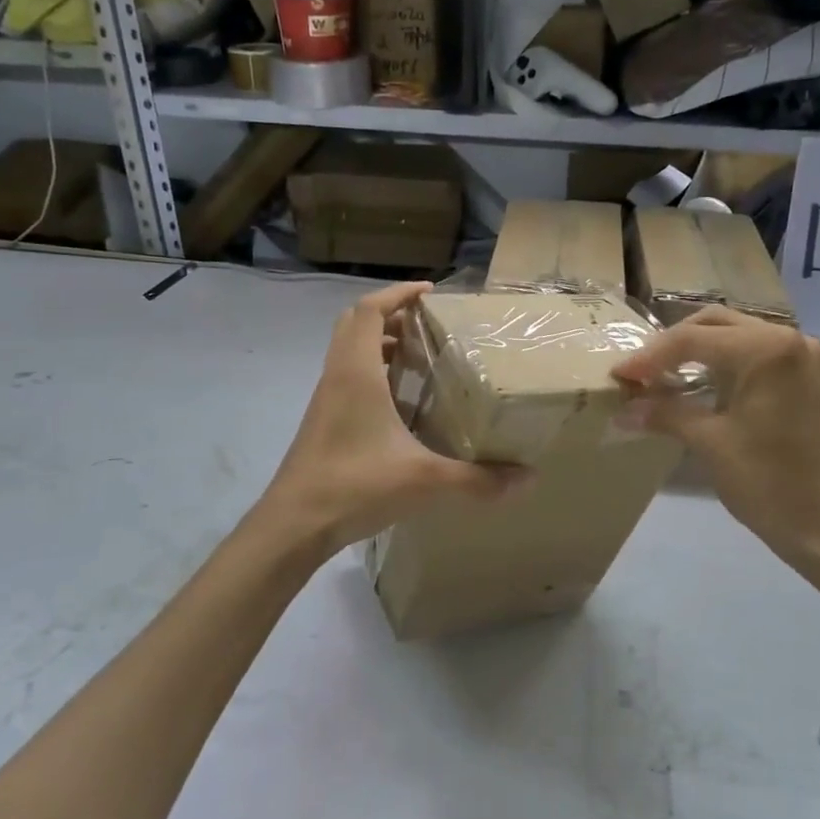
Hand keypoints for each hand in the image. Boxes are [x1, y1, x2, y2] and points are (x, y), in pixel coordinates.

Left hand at [259, 282, 527, 558]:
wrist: (293, 525)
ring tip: (422, 359)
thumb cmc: (355, 486)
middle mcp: (338, 376)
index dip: (399, 293)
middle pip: (357, 324)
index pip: (371, 310)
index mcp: (356, 372)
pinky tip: (402, 405)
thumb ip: (477, 479)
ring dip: (381, 344)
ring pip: (349, 351)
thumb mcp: (423, 481)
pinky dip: (373, 374)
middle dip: (392, 315)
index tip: (431, 292)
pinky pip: (348, 379)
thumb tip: (526, 478)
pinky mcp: (324, 422)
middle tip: (428, 325)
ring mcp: (326, 399)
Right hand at [611, 309, 819, 580]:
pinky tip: (703, 384)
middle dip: (673, 345)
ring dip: (700, 351)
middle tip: (641, 372)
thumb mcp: (710, 443)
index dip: (649, 358)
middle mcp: (791, 339)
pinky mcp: (813, 377)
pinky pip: (760, 354)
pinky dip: (727, 363)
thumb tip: (624, 409)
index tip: (618, 377)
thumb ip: (665, 414)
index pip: (692, 340)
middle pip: (716, 324)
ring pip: (738, 335)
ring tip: (664, 376)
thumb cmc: (769, 483)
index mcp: (766, 349)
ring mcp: (807, 357)